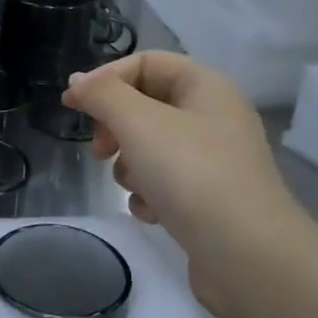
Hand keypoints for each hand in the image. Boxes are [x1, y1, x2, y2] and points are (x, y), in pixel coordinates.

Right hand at [62, 52, 310, 284]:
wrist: (246, 254)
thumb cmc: (191, 174)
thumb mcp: (138, 122)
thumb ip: (102, 95)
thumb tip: (78, 82)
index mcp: (205, 86)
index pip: (145, 63)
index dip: (105, 79)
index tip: (72, 106)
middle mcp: (213, 116)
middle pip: (146, 105)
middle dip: (115, 126)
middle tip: (101, 150)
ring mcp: (214, 159)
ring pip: (151, 146)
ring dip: (130, 165)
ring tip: (134, 186)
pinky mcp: (209, 197)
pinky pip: (165, 181)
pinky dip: (149, 193)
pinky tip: (150, 211)